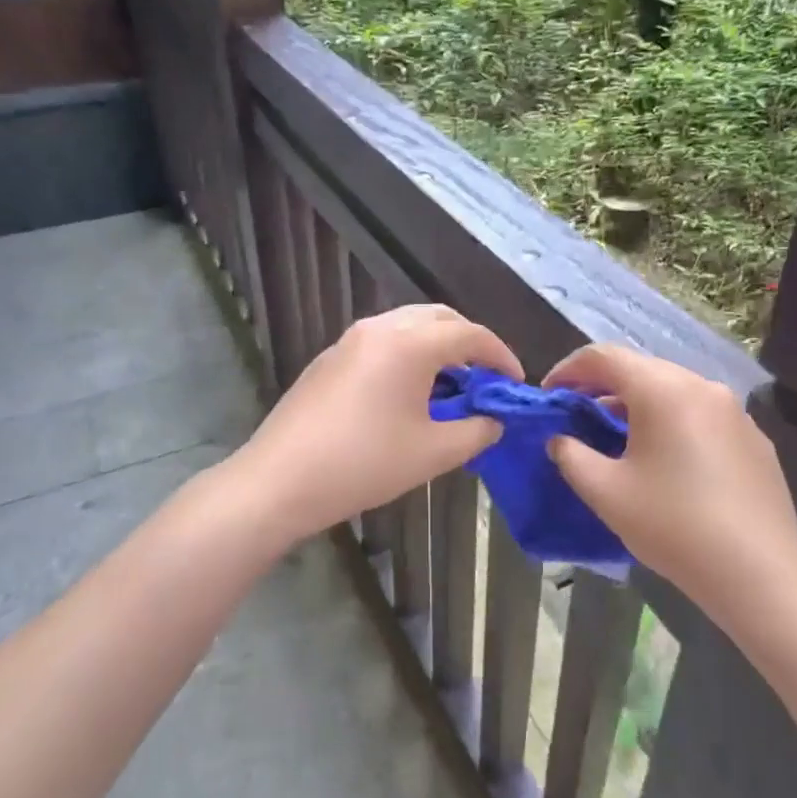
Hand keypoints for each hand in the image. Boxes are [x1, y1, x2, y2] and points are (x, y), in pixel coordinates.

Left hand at [227, 304, 522, 542]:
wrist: (280, 479)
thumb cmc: (364, 464)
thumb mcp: (432, 453)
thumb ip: (475, 431)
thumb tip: (494, 420)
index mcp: (409, 343)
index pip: (470, 334)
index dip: (500, 355)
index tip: (516, 382)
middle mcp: (380, 328)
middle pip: (439, 318)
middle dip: (469, 341)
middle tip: (486, 376)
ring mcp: (350, 339)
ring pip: (407, 325)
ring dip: (437, 345)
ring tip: (452, 383)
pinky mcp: (330, 357)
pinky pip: (382, 340)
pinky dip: (408, 353)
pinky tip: (409, 390)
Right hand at [543, 344, 796, 611]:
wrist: (761, 575)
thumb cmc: (673, 525)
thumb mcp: (605, 492)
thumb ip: (571, 455)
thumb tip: (560, 440)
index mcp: (662, 389)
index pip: (604, 357)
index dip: (569, 369)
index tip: (549, 394)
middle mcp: (701, 386)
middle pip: (640, 369)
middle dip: (602, 386)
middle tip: (577, 415)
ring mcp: (734, 411)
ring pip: (673, 391)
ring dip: (637, 405)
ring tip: (616, 438)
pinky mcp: (754, 439)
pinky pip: (700, 415)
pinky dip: (671, 423)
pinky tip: (665, 461)